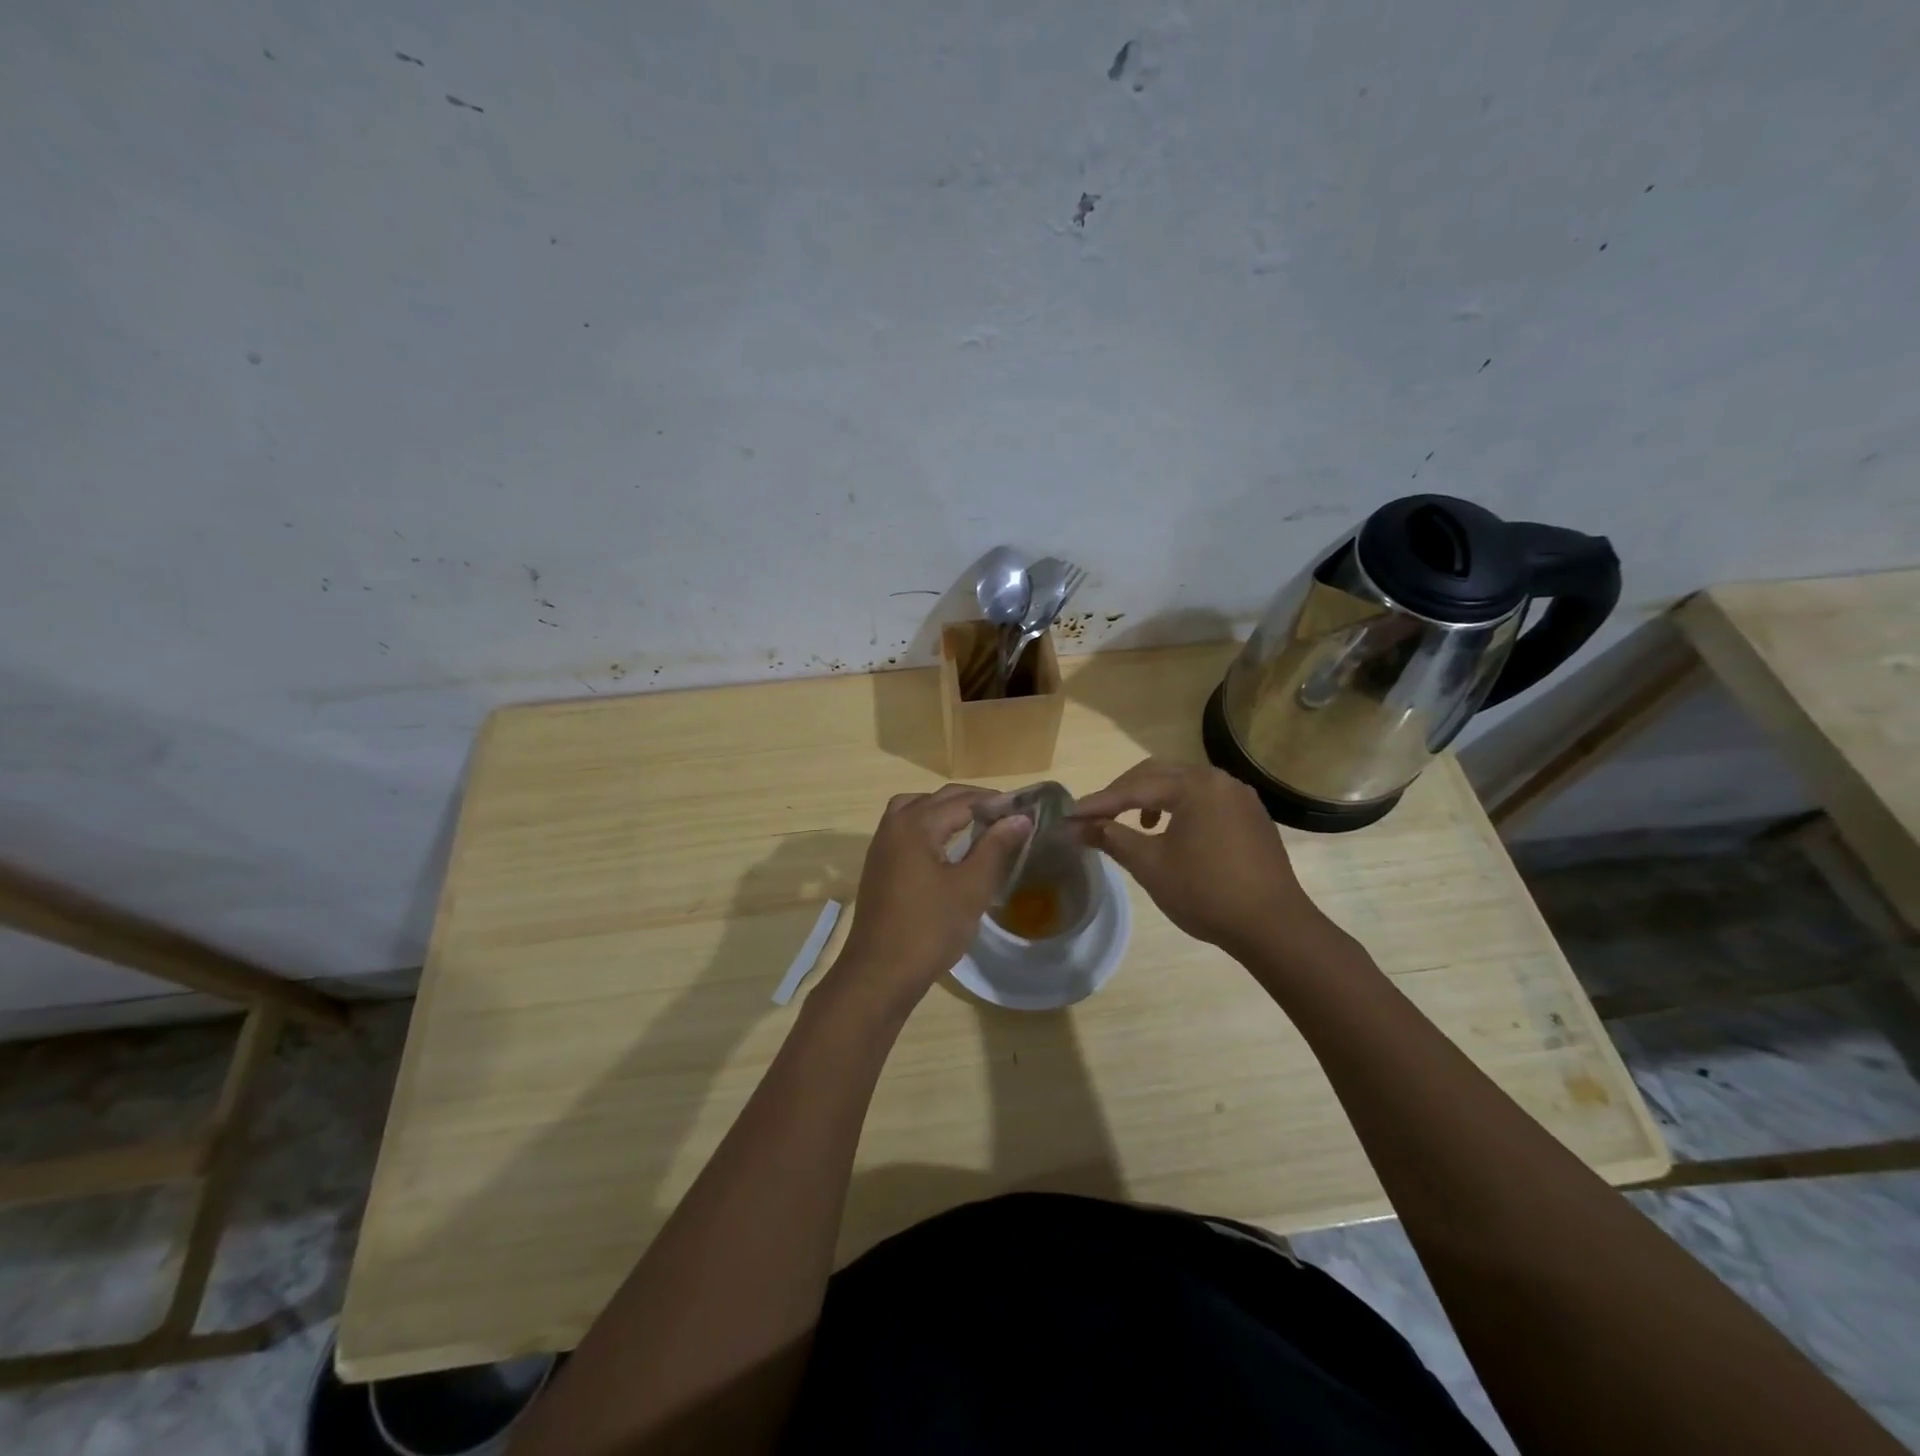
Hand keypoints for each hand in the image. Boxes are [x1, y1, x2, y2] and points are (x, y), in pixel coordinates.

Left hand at [828, 785, 1030, 1016]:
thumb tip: (1020, 818)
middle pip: (938, 799)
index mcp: (916, 824)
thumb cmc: (929, 929)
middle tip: (1007, 815)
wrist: (879, 973)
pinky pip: (905, 828)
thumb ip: (995, 847)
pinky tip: (948, 846)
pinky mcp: (879, 865)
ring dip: (946, 809)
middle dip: (973, 802)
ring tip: (977, 823)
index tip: (1025, 810)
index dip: (995, 802)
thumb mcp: (971, 888)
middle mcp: (894, 825)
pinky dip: (929, 825)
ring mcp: (882, 845)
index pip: (963, 800)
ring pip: (917, 809)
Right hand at [1074, 759, 1331, 960]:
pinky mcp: (1251, 817)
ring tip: (1134, 823)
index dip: (1098, 803)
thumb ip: (1111, 838)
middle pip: (1158, 775)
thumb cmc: (1206, 893)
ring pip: (1182, 785)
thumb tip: (1075, 828)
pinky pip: (1204, 800)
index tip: (1068, 816)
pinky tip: (1171, 832)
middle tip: (1095, 815)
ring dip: (1151, 798)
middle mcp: (1219, 780)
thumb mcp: (1150, 865)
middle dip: (1123, 793)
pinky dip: (1178, 808)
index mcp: (1195, 785)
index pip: (1134, 788)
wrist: (1273, 927)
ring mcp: (1240, 797)